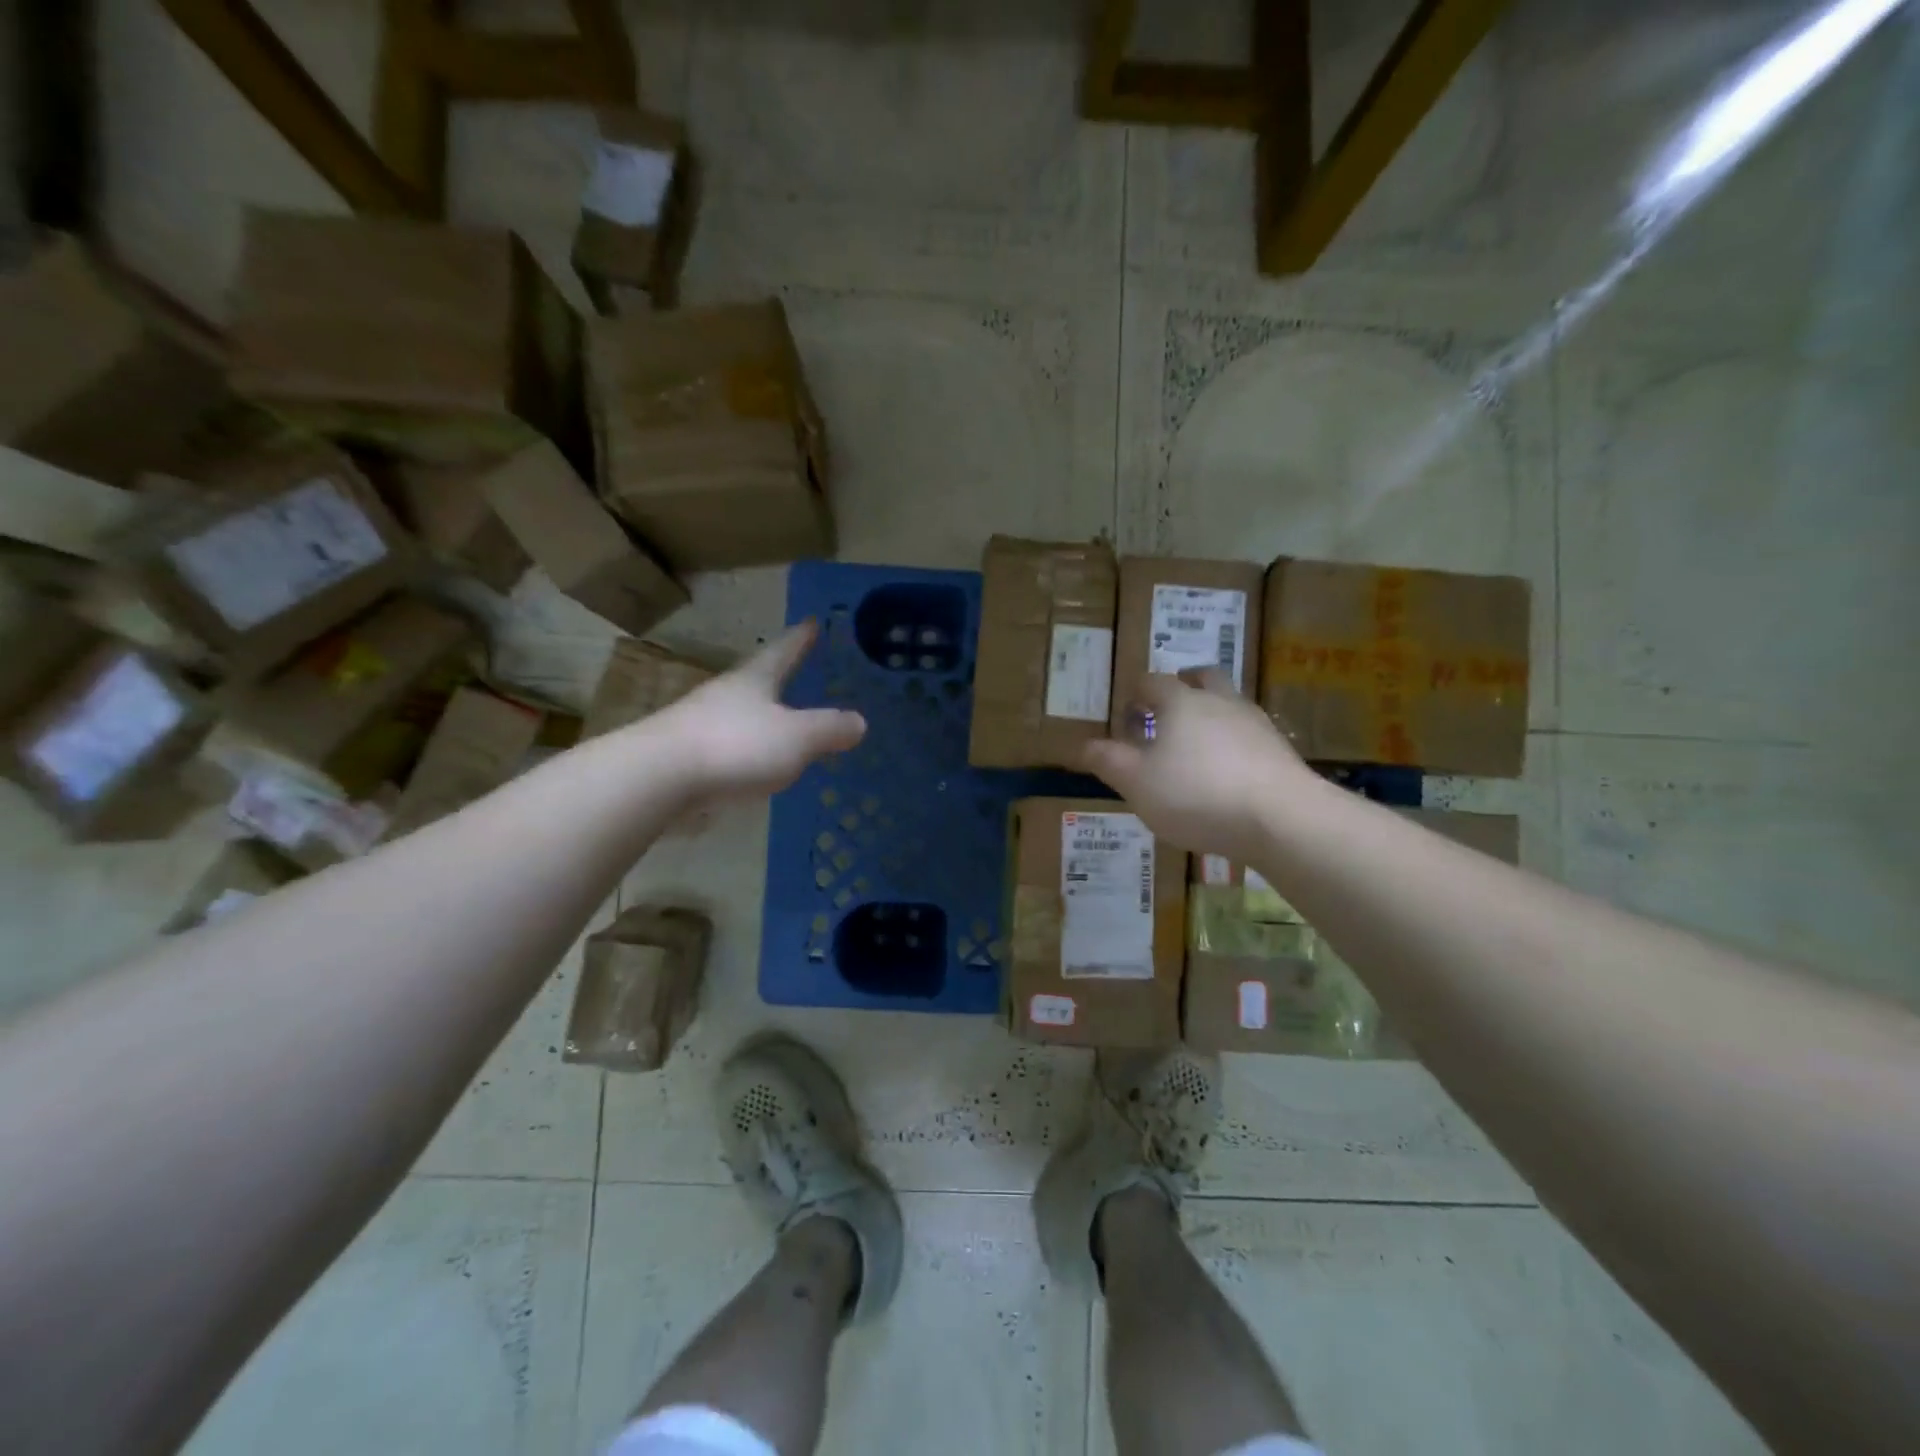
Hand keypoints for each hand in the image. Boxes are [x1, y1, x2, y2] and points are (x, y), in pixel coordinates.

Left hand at [650, 621, 865, 799]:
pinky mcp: (682, 755)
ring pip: (736, 712)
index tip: (812, 622)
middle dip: (775, 675)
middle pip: (754, 679)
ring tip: (776, 721)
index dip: (801, 639)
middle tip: (795, 670)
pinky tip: (747, 763)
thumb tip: (859, 721)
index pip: (783, 652)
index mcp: (753, 681)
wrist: (657, 777)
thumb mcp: (796, 737)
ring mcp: (698, 723)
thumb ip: (829, 729)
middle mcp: (723, 694)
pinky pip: (722, 744)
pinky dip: (740, 748)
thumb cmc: (735, 745)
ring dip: (756, 713)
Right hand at [1081, 670, 1312, 861]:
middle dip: (1182, 686)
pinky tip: (1228, 771)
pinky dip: (1233, 742)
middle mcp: (1220, 701)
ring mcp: (1255, 723)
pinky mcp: (1279, 749)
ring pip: (1229, 703)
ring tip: (1197, 744)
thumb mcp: (1137, 783)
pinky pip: (1249, 733)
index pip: (1152, 681)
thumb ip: (1108, 761)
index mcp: (1180, 702)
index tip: (1127, 713)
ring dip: (1211, 713)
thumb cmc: (1196, 794)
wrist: (1281, 817)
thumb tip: (1081, 745)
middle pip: (1201, 678)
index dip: (1135, 693)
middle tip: (1167, 710)